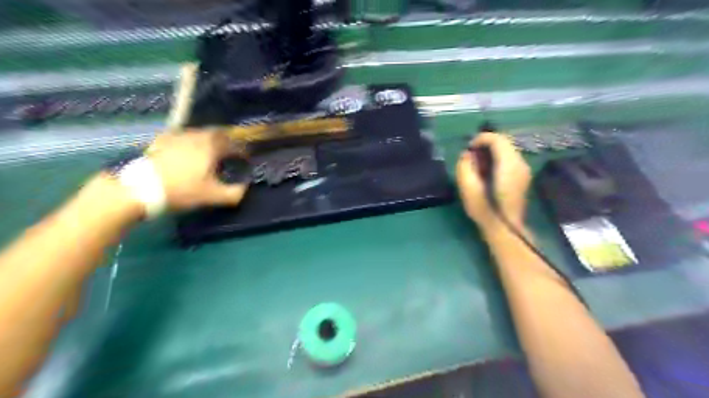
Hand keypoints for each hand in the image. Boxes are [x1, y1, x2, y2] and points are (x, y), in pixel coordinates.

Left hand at [142, 128, 248, 211]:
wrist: (140, 188)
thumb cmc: (182, 190)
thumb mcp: (212, 196)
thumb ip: (234, 193)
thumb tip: (245, 188)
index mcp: (211, 147)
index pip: (234, 145)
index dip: (243, 152)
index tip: (246, 160)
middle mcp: (196, 136)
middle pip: (217, 133)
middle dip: (227, 142)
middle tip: (229, 153)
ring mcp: (177, 136)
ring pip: (200, 133)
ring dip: (209, 141)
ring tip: (210, 153)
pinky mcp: (162, 140)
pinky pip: (183, 136)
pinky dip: (191, 142)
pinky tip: (187, 152)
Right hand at [454, 133, 530, 233]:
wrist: (506, 229)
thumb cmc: (485, 210)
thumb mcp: (468, 189)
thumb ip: (465, 167)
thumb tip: (467, 155)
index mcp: (508, 165)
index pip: (497, 139)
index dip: (481, 139)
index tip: (468, 149)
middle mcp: (520, 163)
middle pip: (504, 141)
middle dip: (486, 144)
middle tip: (471, 157)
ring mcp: (524, 170)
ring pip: (508, 149)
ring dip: (492, 151)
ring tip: (478, 164)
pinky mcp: (523, 176)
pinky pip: (510, 158)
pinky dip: (497, 158)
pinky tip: (488, 171)